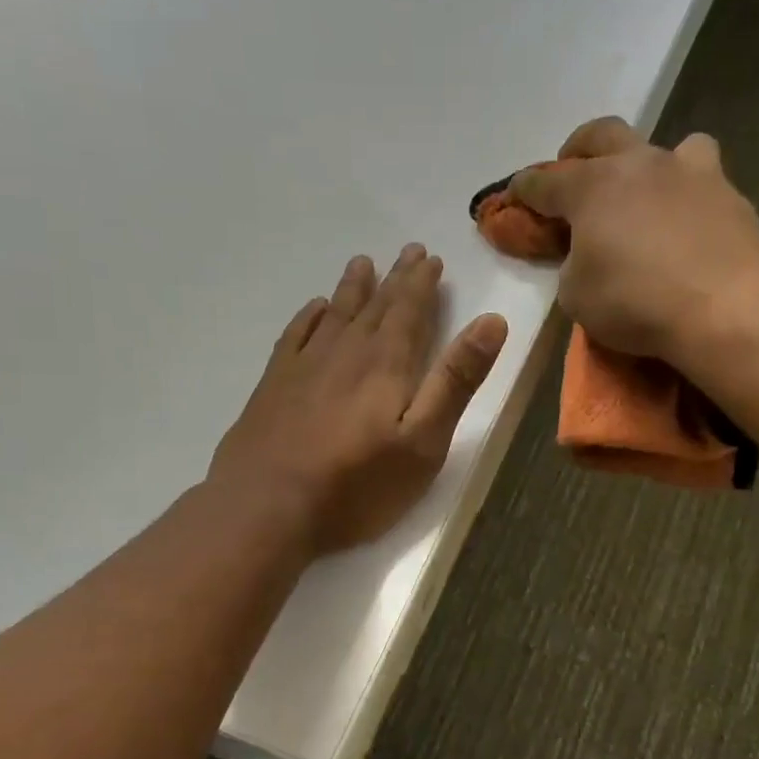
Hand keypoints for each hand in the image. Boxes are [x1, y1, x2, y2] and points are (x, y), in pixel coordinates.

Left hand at [208, 245, 508, 554]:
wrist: (266, 507)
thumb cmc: (357, 484)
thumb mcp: (423, 442)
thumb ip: (456, 382)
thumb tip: (492, 321)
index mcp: (386, 364)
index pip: (410, 311)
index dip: (423, 284)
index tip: (431, 259)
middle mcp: (345, 352)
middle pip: (375, 305)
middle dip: (396, 279)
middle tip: (408, 251)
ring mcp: (304, 366)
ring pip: (334, 313)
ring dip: (353, 288)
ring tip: (363, 264)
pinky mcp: (274, 385)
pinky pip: (295, 335)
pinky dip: (309, 316)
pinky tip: (313, 309)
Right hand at [510, 117, 758, 360]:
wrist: (723, 307)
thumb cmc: (635, 302)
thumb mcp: (576, 296)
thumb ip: (572, 266)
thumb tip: (584, 255)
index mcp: (591, 188)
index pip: (544, 182)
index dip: (524, 190)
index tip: (514, 195)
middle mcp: (637, 164)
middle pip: (601, 134)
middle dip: (578, 149)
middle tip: (572, 169)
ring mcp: (687, 171)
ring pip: (662, 145)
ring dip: (644, 164)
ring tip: (644, 193)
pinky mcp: (727, 192)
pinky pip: (702, 176)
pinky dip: (687, 192)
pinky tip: (688, 219)